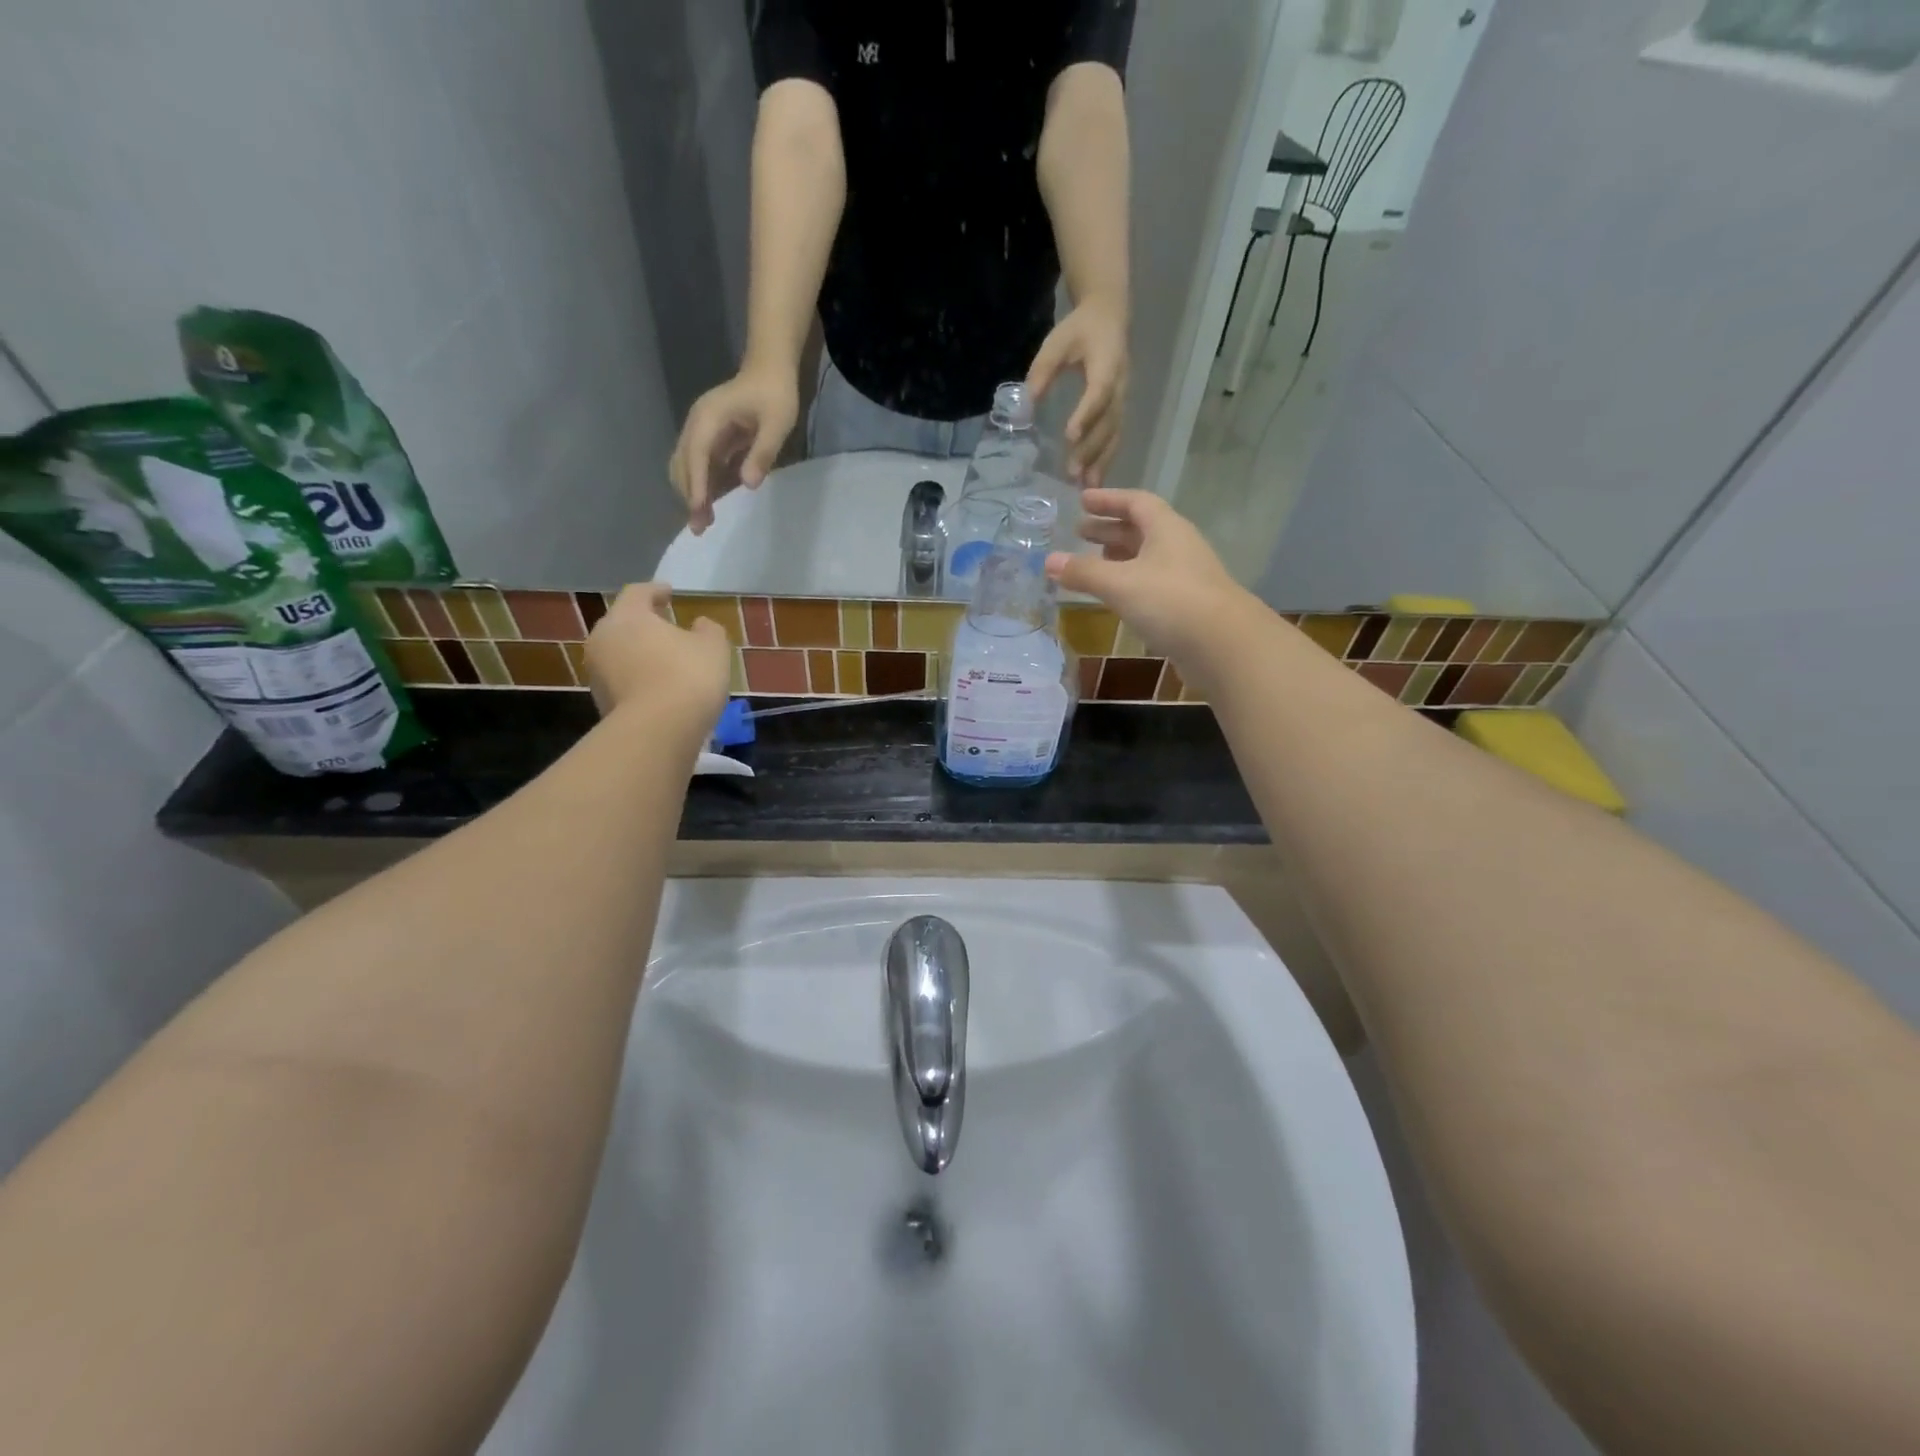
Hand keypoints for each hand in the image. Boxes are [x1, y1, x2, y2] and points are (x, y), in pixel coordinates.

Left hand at [586, 584, 731, 737]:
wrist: (658, 731)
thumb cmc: (688, 676)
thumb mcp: (713, 646)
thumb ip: (707, 629)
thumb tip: (699, 625)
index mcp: (628, 616)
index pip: (638, 593)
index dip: (656, 591)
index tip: (669, 593)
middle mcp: (603, 638)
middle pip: (623, 623)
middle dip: (644, 623)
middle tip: (667, 627)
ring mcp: (597, 672)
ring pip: (619, 653)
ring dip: (640, 653)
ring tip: (665, 661)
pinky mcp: (600, 701)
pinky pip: (622, 679)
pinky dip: (638, 678)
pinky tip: (659, 688)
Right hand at [668, 366, 799, 535]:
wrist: (770, 369)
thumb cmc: (775, 394)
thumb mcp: (777, 423)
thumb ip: (762, 452)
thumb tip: (747, 484)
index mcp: (708, 418)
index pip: (697, 455)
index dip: (697, 484)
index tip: (698, 509)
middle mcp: (697, 425)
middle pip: (684, 464)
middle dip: (690, 495)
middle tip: (700, 527)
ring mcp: (700, 432)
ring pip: (687, 467)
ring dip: (694, 493)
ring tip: (704, 522)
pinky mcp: (709, 439)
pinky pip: (701, 466)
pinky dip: (704, 486)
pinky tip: (713, 505)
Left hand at [1027, 297, 1127, 486]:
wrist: (1109, 317)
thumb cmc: (1079, 330)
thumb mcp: (1056, 344)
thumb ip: (1041, 373)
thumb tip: (1024, 406)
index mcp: (1107, 363)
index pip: (1099, 392)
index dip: (1086, 414)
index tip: (1070, 436)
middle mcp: (1121, 385)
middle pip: (1109, 421)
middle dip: (1092, 448)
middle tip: (1073, 472)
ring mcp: (1123, 400)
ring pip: (1115, 434)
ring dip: (1101, 461)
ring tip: (1086, 486)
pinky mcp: (1119, 410)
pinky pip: (1115, 438)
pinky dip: (1105, 460)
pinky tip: (1094, 481)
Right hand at [1045, 489, 1247, 685]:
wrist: (1223, 645)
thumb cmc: (1170, 601)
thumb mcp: (1119, 583)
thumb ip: (1083, 572)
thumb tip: (1048, 560)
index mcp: (1166, 529)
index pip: (1136, 502)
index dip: (1108, 500)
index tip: (1082, 500)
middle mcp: (1178, 546)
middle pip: (1141, 529)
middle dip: (1108, 530)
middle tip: (1079, 532)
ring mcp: (1185, 577)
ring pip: (1146, 558)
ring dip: (1119, 557)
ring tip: (1092, 562)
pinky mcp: (1186, 605)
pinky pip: (1151, 583)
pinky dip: (1129, 582)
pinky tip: (1115, 596)